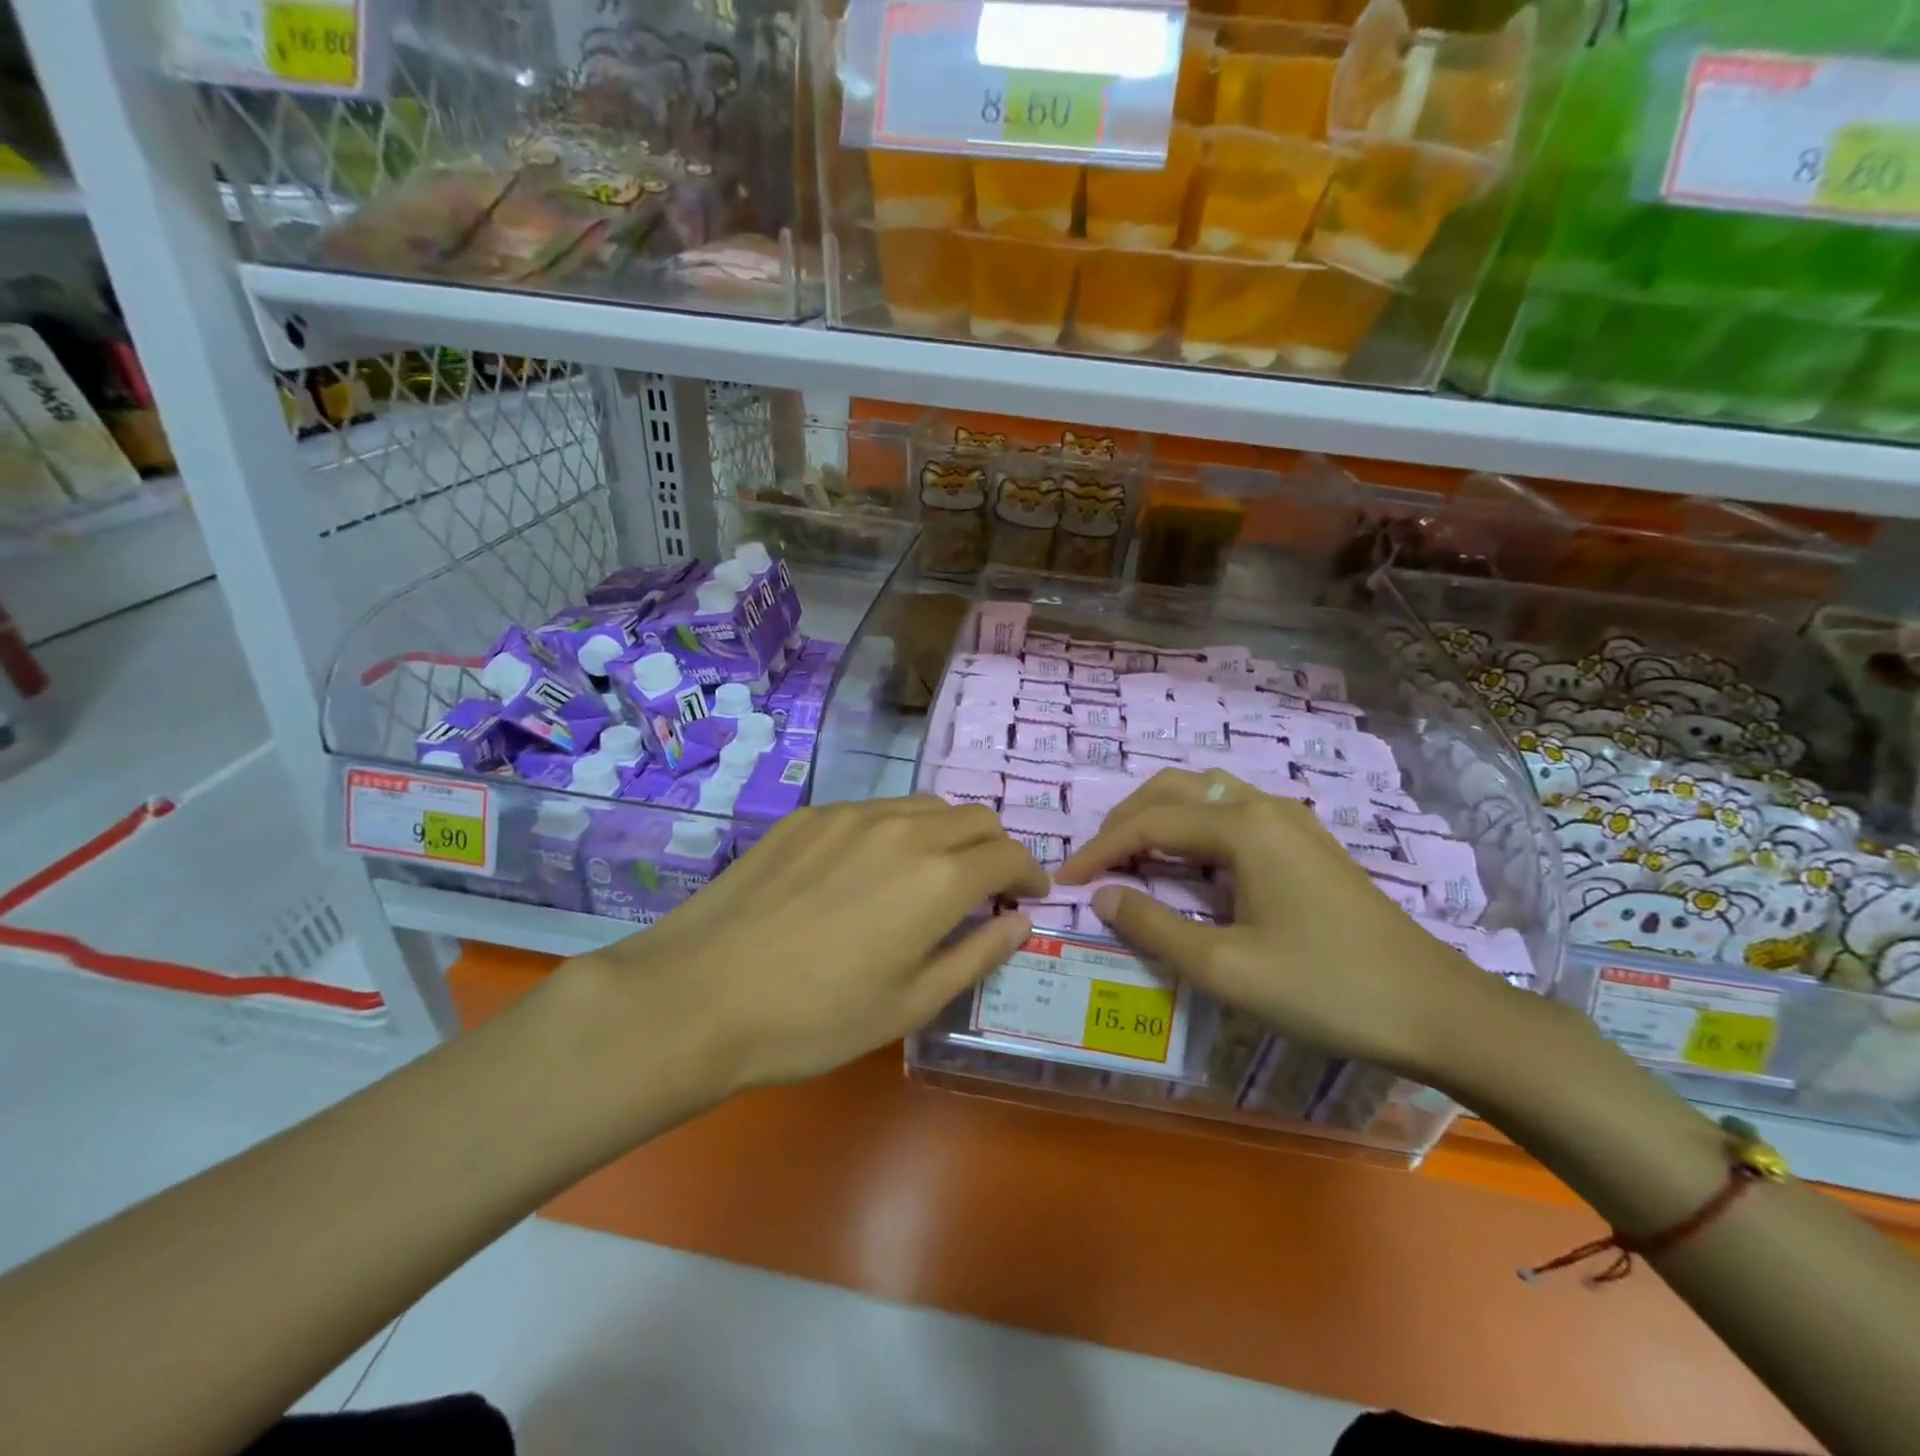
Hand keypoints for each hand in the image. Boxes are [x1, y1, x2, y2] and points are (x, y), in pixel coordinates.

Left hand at [557, 797, 1047, 1099]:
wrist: (699, 995)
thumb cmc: (815, 1018)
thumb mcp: (910, 1004)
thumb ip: (977, 955)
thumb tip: (1020, 922)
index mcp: (938, 878)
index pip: (1008, 854)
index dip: (1030, 873)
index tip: (1031, 896)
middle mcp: (903, 829)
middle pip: (974, 817)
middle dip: (994, 849)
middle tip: (986, 890)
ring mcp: (850, 815)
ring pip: (925, 806)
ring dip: (947, 835)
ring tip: (930, 877)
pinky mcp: (809, 816)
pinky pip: (874, 810)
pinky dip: (897, 831)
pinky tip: (868, 872)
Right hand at [1055, 768, 1510, 1079]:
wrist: (1436, 1010)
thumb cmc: (1325, 989)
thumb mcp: (1226, 968)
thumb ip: (1154, 927)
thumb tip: (1103, 896)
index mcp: (1243, 827)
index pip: (1149, 823)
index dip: (1099, 850)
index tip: (1063, 881)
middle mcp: (1264, 807)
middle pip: (1174, 790)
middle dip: (1125, 821)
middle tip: (1094, 864)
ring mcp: (1291, 822)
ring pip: (1205, 796)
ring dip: (1158, 819)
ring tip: (1129, 861)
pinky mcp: (1306, 843)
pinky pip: (1232, 816)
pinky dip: (1192, 830)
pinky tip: (1186, 867)